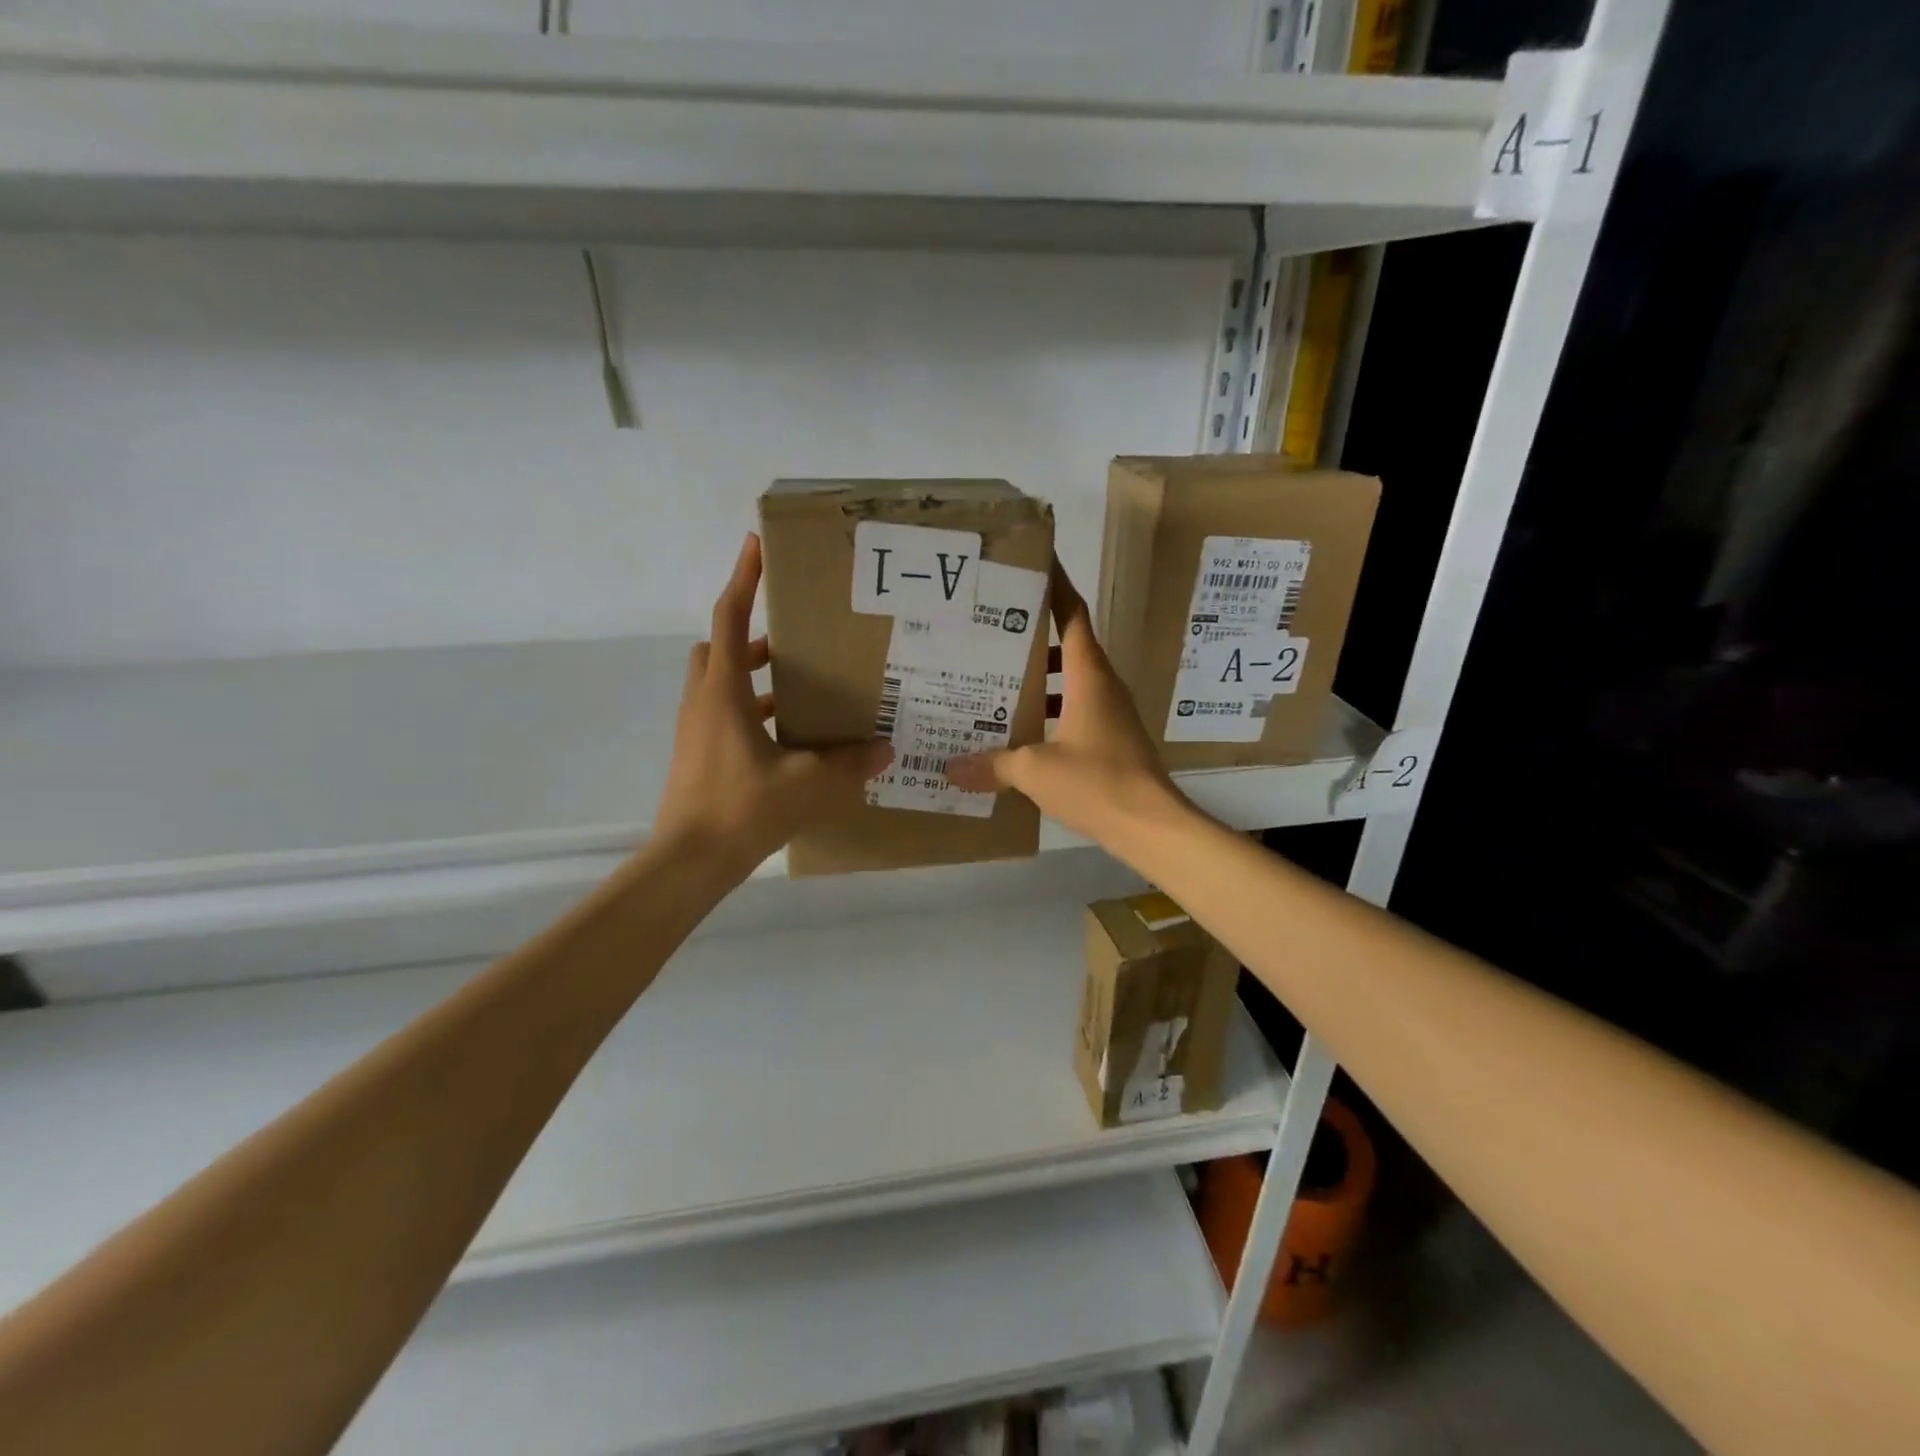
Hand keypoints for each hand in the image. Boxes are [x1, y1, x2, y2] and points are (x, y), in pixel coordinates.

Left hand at [653, 534, 892, 877]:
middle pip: (719, 649)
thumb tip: (885, 749)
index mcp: (723, 692)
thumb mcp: (807, 784)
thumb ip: (850, 765)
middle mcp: (703, 702)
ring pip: (721, 685)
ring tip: (803, 694)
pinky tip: (790, 741)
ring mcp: (696, 731)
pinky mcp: (699, 755)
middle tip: (796, 646)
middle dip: (753, 639)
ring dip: (755, 681)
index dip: (742, 578)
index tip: (755, 544)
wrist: (689, 862)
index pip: (729, 618)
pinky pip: (725, 716)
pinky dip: (753, 714)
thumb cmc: (741, 808)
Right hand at [947, 561, 1185, 846]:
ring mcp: (1111, 714)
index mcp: (1088, 675)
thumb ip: (992, 765)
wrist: (1150, 825)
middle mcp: (1103, 686)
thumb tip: (951, 768)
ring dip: (1040, 681)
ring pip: (1071, 682)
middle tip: (991, 634)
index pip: (1071, 615)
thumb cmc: (1096, 782)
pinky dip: (1051, 714)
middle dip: (1032, 638)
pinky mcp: (1113, 740)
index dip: (1055, 586)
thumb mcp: (1035, 770)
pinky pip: (1076, 712)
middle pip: (1068, 647)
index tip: (1036, 562)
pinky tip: (1022, 734)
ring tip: (998, 684)